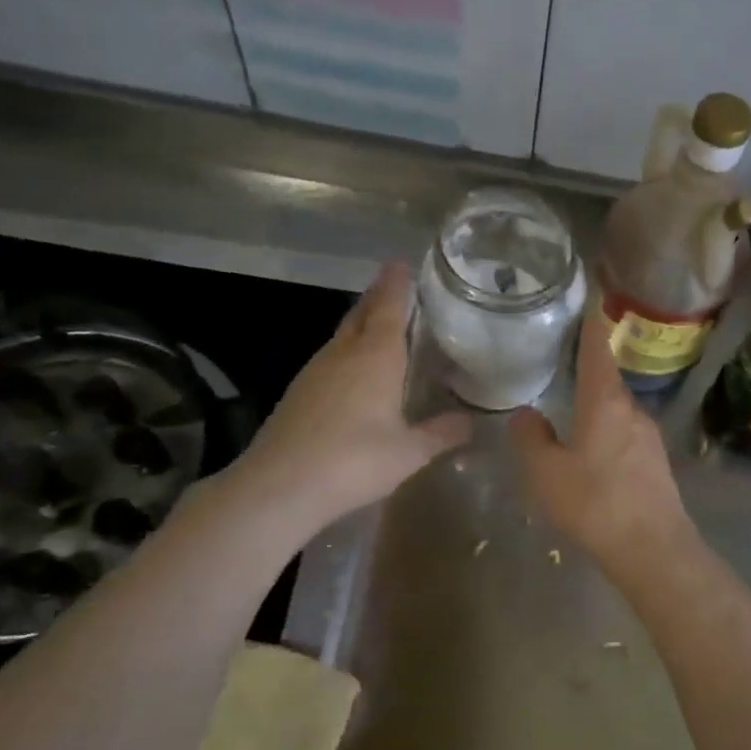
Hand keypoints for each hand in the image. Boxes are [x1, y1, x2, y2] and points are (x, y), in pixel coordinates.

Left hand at [242, 263, 471, 530]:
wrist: (279, 486)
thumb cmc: (354, 461)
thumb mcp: (410, 452)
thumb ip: (442, 433)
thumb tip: (471, 422)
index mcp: (376, 356)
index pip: (388, 306)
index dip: (396, 283)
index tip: (401, 262)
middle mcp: (344, 353)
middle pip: (361, 313)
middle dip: (378, 297)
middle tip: (395, 286)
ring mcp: (315, 371)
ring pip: (343, 335)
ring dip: (361, 324)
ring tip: (381, 325)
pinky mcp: (298, 392)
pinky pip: (330, 358)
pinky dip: (347, 352)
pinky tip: (355, 371)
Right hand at [509, 311, 694, 568]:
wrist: (652, 548)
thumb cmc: (594, 503)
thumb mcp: (545, 472)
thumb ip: (530, 438)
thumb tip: (526, 415)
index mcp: (605, 401)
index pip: (597, 348)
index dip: (591, 322)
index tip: (589, 297)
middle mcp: (632, 409)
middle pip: (607, 379)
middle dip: (587, 369)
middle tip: (561, 363)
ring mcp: (648, 436)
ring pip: (617, 410)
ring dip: (596, 406)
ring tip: (570, 412)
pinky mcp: (656, 462)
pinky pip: (626, 434)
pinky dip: (606, 431)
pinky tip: (591, 454)